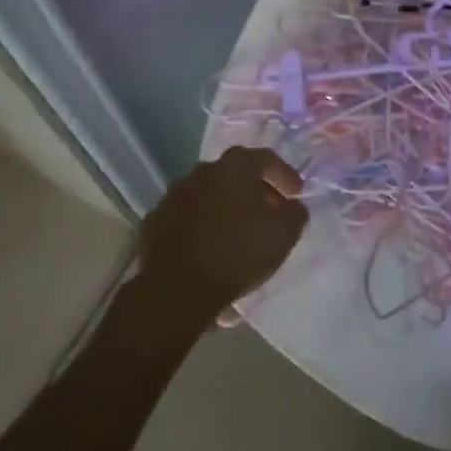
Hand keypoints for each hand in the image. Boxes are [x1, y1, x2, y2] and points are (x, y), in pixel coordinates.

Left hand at [135, 147, 307, 318]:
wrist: (176, 291)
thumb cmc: (237, 254)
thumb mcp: (284, 235)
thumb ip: (295, 213)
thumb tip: (292, 206)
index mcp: (236, 166)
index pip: (267, 159)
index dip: (285, 175)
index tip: (296, 194)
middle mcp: (204, 170)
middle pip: (235, 174)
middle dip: (253, 190)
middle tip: (267, 212)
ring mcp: (174, 194)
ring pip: (208, 194)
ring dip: (223, 207)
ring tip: (235, 232)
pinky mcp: (154, 220)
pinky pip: (185, 217)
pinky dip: (198, 225)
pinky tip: (206, 246)